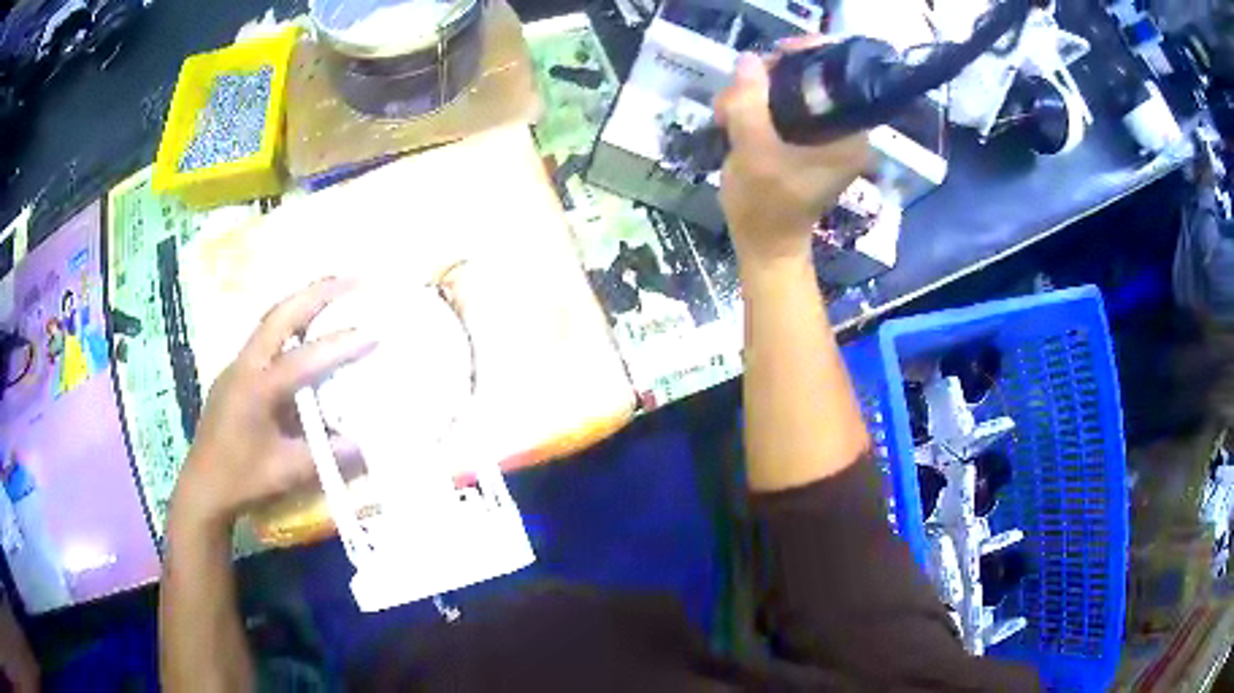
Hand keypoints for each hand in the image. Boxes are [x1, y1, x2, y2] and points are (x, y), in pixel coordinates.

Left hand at [169, 278, 376, 534]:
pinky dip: (289, 326)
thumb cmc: (242, 481)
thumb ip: (325, 455)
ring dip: (302, 303)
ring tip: (333, 293)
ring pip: (270, 321)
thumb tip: (364, 444)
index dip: (340, 345)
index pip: (303, 359)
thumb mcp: (287, 472)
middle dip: (317, 293)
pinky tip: (304, 334)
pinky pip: (264, 338)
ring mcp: (236, 366)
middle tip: (353, 279)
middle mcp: (244, 366)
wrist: (202, 488)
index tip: (374, 332)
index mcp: (256, 389)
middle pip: (281, 315)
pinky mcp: (233, 375)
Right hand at [715, 39, 869, 265]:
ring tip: (725, 113)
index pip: (838, 77)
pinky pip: (785, 109)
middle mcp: (845, 132)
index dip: (808, 56)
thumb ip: (749, 102)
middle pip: (812, 80)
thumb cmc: (765, 205)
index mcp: (849, 136)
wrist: (764, 246)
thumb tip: (747, 60)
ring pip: (792, 93)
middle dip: (770, 78)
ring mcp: (826, 138)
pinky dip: (758, 109)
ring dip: (755, 95)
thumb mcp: (753, 150)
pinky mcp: (807, 143)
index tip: (775, 55)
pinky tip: (733, 119)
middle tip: (737, 92)